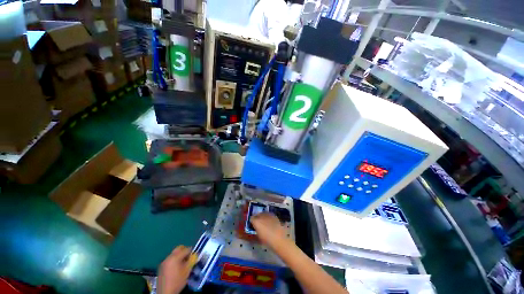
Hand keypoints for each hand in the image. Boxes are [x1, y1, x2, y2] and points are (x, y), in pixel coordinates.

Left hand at [157, 246, 195, 293]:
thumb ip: (191, 261)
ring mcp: (164, 262)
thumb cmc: (177, 281)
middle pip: (178, 249)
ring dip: (179, 256)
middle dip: (184, 251)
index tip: (194, 255)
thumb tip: (194, 255)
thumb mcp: (187, 271)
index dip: (191, 251)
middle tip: (189, 257)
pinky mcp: (161, 267)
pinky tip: (177, 267)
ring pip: (174, 254)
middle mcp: (169, 257)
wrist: (165, 292)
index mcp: (175, 257)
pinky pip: (170, 259)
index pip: (186, 249)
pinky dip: (174, 260)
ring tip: (183, 263)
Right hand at [250, 213, 287, 247]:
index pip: (252, 218)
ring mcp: (268, 215)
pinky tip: (270, 222)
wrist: (279, 239)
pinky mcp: (274, 215)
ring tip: (265, 221)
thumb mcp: (259, 236)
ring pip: (264, 213)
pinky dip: (269, 217)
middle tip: (259, 222)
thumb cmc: (267, 240)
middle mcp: (262, 216)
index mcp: (256, 221)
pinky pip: (269, 215)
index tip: (253, 224)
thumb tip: (256, 227)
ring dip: (263, 216)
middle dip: (258, 217)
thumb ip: (256, 230)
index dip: (252, 221)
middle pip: (258, 214)